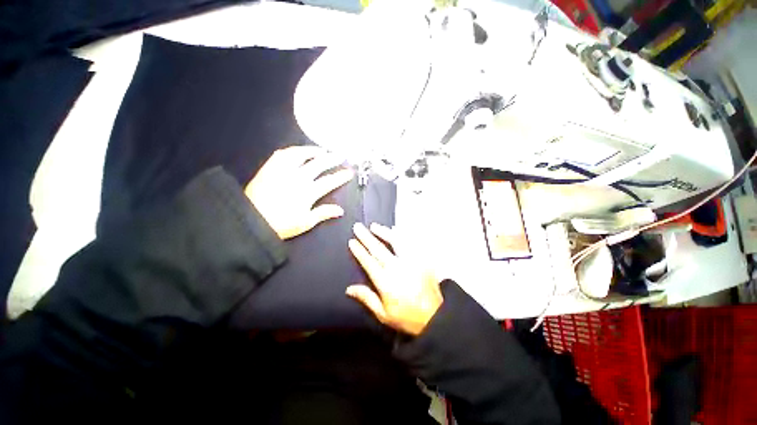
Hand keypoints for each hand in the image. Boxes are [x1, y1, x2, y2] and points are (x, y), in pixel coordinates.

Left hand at [246, 146, 353, 239]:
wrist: (251, 220)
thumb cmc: (281, 224)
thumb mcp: (305, 222)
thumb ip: (323, 213)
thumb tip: (340, 210)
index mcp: (308, 192)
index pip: (329, 181)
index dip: (341, 176)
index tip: (349, 172)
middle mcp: (298, 177)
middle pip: (319, 164)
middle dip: (332, 159)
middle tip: (341, 155)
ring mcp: (283, 170)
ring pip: (301, 155)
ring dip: (313, 151)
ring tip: (322, 150)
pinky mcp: (270, 167)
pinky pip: (282, 154)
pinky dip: (293, 150)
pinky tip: (298, 151)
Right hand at [346, 223, 442, 335]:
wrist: (435, 317)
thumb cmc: (407, 317)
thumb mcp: (383, 314)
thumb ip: (366, 298)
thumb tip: (349, 289)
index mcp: (386, 281)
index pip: (369, 262)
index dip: (359, 250)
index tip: (352, 241)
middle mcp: (397, 268)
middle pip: (379, 248)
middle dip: (367, 237)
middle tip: (358, 226)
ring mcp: (411, 261)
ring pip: (395, 241)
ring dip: (384, 232)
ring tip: (374, 226)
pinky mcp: (421, 259)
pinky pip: (410, 242)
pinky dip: (401, 234)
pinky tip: (396, 229)